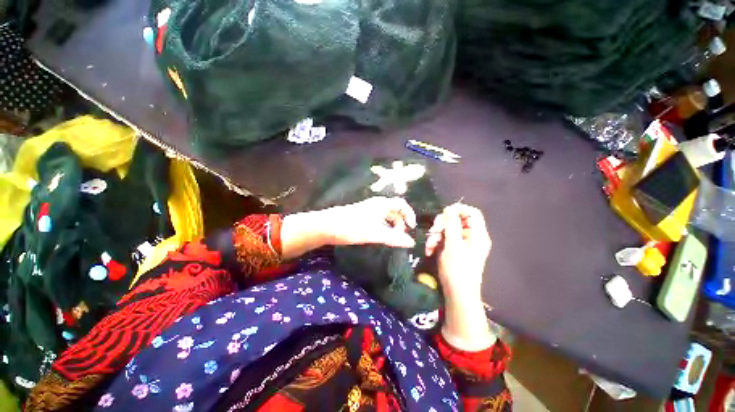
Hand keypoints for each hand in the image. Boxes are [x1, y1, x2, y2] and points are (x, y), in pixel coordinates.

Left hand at [320, 197, 416, 247]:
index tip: (412, 228)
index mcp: (382, 204)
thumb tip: (412, 242)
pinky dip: (383, 227)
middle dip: (400, 223)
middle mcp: (377, 204)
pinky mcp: (362, 216)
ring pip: (386, 216)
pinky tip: (379, 236)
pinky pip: (378, 220)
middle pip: (395, 211)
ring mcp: (369, 210)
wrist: (328, 226)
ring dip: (392, 226)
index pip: (401, 204)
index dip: (409, 214)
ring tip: (391, 239)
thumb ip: (394, 238)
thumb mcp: (375, 234)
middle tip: (400, 237)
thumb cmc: (353, 227)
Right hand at [425, 203, 494, 350]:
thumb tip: (449, 208)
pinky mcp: (455, 250)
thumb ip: (451, 224)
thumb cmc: (457, 269)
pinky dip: (436, 242)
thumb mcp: (453, 244)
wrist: (457, 294)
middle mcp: (472, 237)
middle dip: (442, 225)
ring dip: (436, 235)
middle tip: (433, 232)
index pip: (472, 212)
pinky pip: (445, 239)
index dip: (458, 209)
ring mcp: (463, 244)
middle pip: (457, 220)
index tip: (444, 213)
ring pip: (448, 230)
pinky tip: (429, 250)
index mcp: (478, 234)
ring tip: (429, 246)